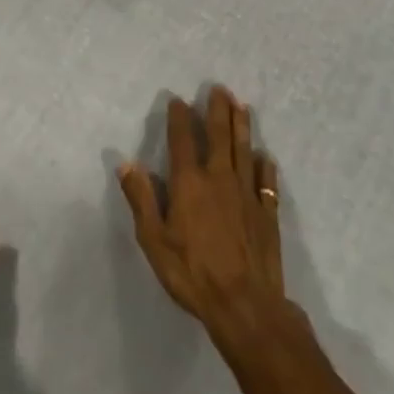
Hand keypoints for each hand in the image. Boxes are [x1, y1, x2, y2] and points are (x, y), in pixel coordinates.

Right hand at [119, 85, 286, 343]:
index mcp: (190, 183)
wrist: (245, 305)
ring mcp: (247, 195)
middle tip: (219, 89)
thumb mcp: (154, 239)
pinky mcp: (267, 214)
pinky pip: (266, 183)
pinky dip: (265, 166)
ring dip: (242, 127)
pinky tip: (265, 156)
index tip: (178, 100)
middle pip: (219, 136)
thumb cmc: (192, 273)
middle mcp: (219, 179)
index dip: (179, 118)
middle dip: (217, 110)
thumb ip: (142, 199)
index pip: (183, 140)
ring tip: (242, 106)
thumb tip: (126, 163)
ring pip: (244, 151)